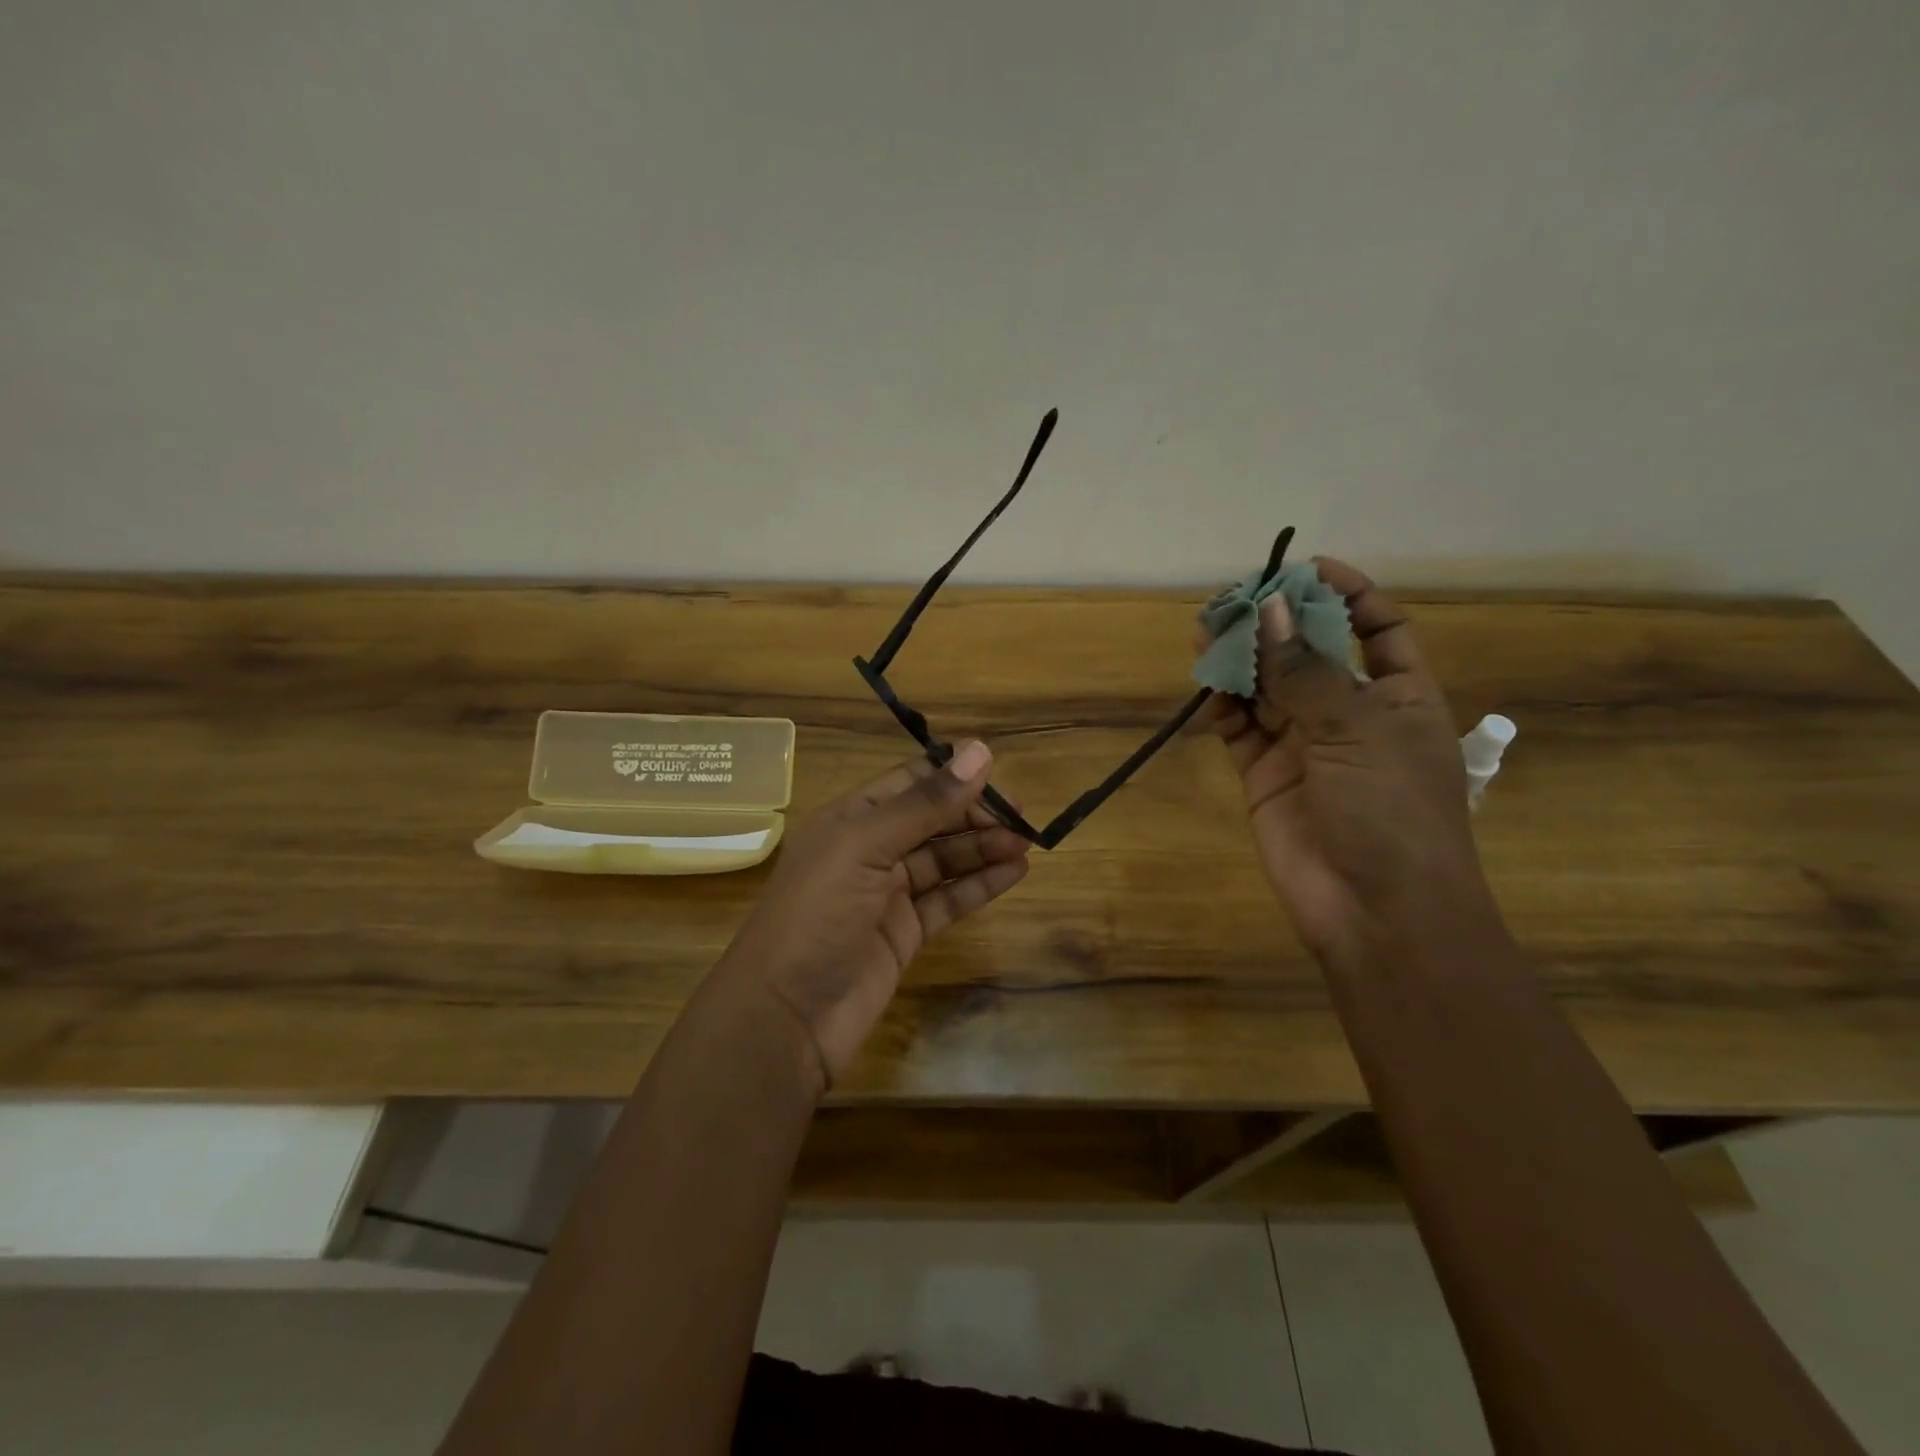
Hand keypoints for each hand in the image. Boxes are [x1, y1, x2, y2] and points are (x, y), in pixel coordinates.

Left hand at [716, 741, 1029, 1089]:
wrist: (785, 1018)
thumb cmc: (816, 915)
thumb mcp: (866, 847)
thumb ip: (925, 803)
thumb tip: (980, 751)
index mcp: (850, 819)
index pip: (909, 782)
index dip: (952, 776)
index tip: (999, 775)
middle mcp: (868, 851)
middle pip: (931, 820)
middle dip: (974, 815)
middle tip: (1022, 818)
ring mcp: (887, 895)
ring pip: (943, 860)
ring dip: (983, 848)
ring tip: (1026, 843)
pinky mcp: (904, 933)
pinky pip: (948, 899)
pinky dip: (979, 885)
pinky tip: (1014, 873)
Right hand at [1198, 559, 1495, 961]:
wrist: (1376, 912)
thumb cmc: (1391, 812)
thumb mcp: (1356, 730)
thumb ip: (1306, 672)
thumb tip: (1271, 610)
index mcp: (1398, 696)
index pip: (1378, 628)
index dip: (1348, 594)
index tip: (1306, 567)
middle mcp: (1351, 715)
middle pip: (1310, 654)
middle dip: (1277, 625)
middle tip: (1233, 601)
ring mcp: (1305, 747)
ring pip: (1267, 690)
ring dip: (1241, 663)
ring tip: (1205, 634)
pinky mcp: (1266, 777)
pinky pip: (1239, 731)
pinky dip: (1222, 710)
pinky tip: (1206, 693)